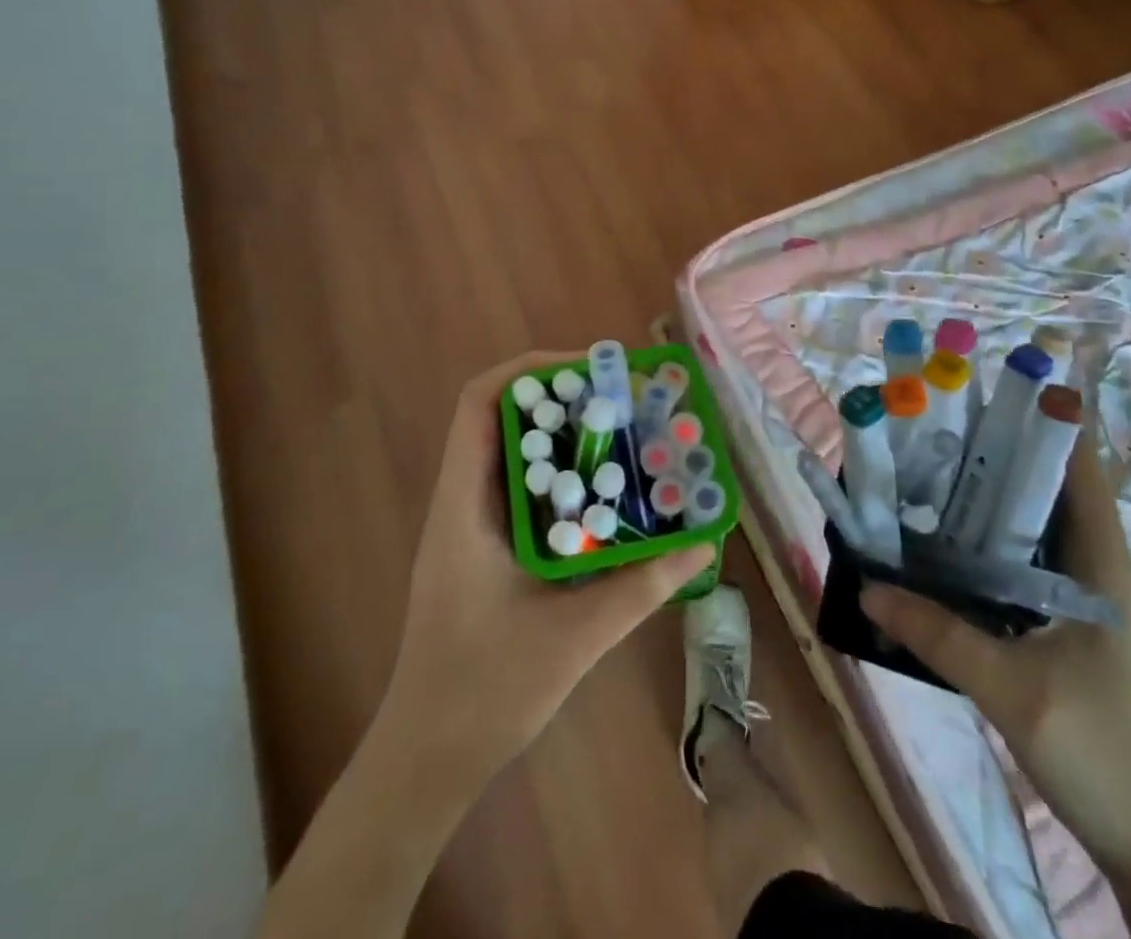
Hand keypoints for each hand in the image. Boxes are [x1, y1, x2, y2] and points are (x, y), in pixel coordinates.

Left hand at [383, 351, 712, 783]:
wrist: (427, 759)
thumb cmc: (485, 691)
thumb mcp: (574, 635)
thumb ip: (642, 586)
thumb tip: (704, 544)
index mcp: (464, 504)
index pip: (480, 403)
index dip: (532, 371)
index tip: (593, 372)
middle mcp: (463, 500)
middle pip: (505, 417)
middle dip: (564, 399)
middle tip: (625, 402)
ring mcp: (472, 525)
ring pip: (517, 453)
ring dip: (567, 437)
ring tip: (625, 437)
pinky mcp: (486, 548)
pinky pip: (526, 491)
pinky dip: (565, 479)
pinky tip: (607, 498)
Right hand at [862, 436, 1130, 871]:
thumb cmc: (1099, 753)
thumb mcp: (1012, 692)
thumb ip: (939, 635)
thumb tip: (866, 586)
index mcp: (1101, 564)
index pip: (1081, 468)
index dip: (1043, 420)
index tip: (987, 390)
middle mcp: (1093, 565)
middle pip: (1046, 484)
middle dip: (995, 449)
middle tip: (934, 425)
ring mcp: (1078, 593)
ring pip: (1029, 520)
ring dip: (985, 493)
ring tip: (926, 468)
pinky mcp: (1061, 618)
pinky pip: (1018, 557)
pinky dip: (983, 537)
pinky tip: (940, 541)